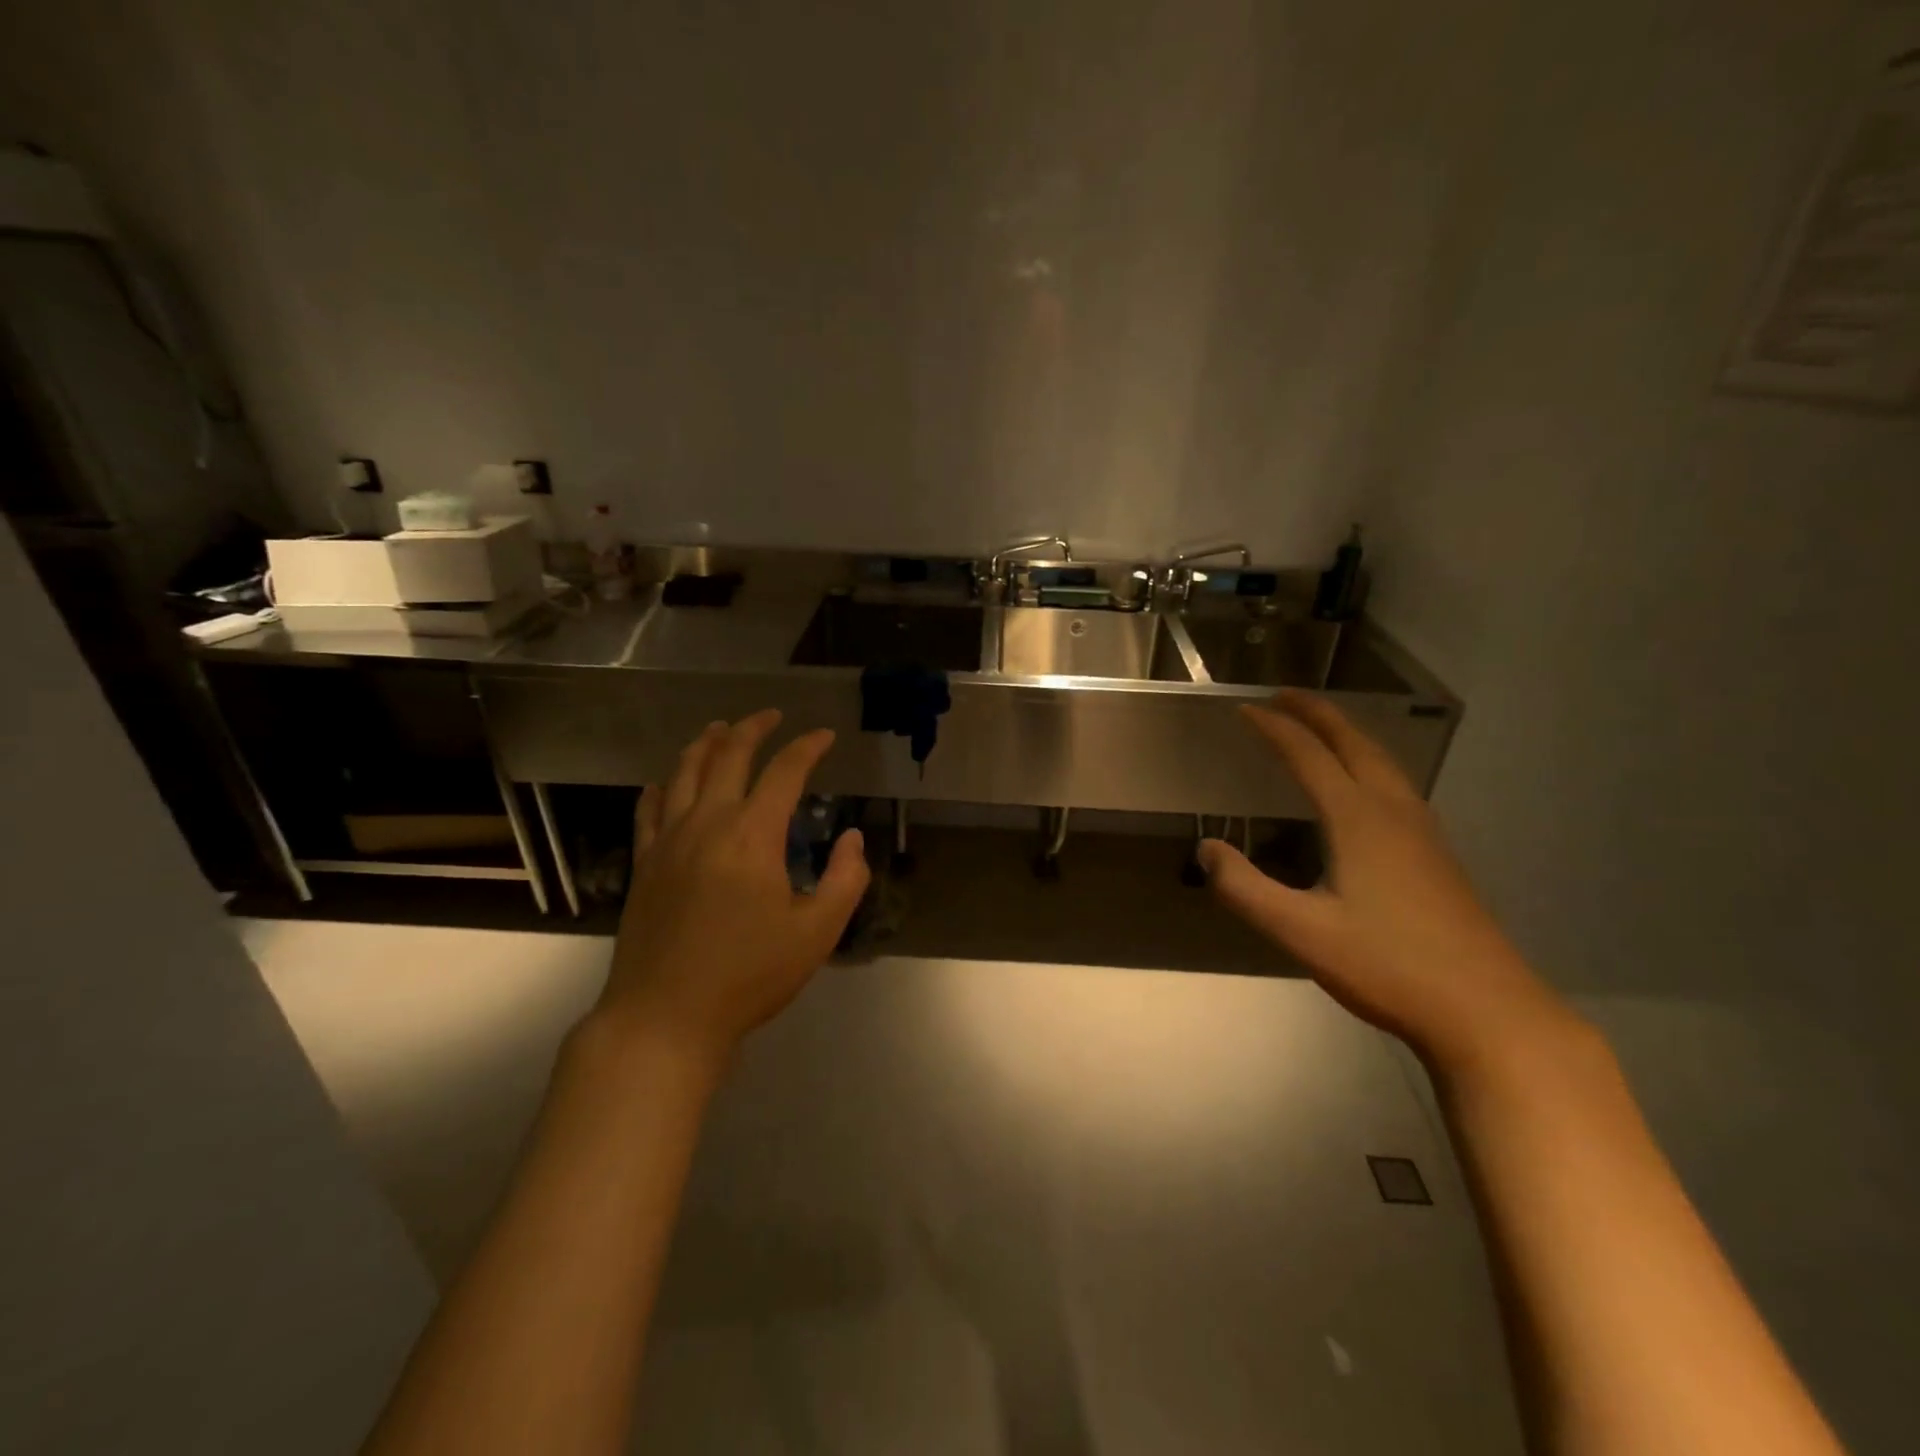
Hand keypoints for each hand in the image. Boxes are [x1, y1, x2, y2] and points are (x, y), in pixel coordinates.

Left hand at [598, 710, 870, 1069]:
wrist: (665, 1017)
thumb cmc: (748, 976)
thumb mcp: (817, 933)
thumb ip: (845, 880)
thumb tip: (852, 839)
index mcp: (752, 834)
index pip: (784, 771)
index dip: (807, 747)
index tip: (824, 736)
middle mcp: (707, 823)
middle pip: (728, 756)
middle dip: (753, 728)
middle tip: (772, 716)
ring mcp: (668, 841)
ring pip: (683, 772)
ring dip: (706, 744)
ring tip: (721, 729)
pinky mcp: (644, 863)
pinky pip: (649, 808)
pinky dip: (662, 785)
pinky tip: (666, 781)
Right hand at [1199, 691, 1568, 1065]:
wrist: (1488, 1011)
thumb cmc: (1388, 966)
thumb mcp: (1301, 932)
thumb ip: (1245, 889)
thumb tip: (1205, 849)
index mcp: (1359, 820)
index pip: (1309, 756)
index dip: (1274, 729)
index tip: (1244, 710)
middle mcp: (1394, 812)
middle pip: (1355, 744)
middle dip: (1318, 714)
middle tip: (1284, 695)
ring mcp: (1424, 833)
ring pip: (1383, 762)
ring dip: (1348, 735)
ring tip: (1321, 728)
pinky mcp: (1438, 857)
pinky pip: (1397, 786)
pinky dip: (1369, 763)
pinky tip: (1366, 788)